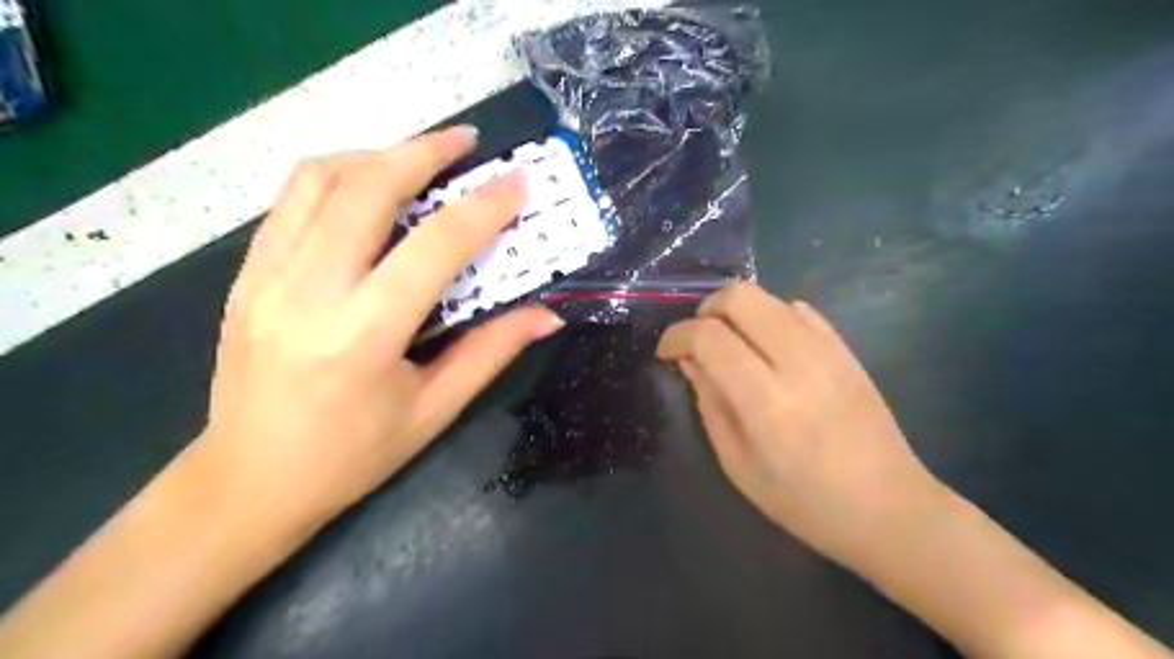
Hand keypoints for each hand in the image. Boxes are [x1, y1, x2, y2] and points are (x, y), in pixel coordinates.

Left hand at [200, 126, 562, 532]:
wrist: (249, 479)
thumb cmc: (352, 455)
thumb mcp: (434, 409)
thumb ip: (491, 351)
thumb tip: (546, 314)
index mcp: (364, 334)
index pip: (434, 248)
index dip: (483, 209)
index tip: (517, 183)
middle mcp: (309, 290)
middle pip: (366, 188)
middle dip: (423, 151)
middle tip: (466, 142)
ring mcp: (267, 275)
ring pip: (319, 179)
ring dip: (376, 155)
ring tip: (418, 160)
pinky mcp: (247, 274)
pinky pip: (291, 200)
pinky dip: (337, 176)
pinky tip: (368, 188)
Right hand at [657, 282, 947, 566]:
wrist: (888, 508)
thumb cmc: (805, 502)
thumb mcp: (738, 464)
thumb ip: (710, 404)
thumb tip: (689, 361)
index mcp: (766, 401)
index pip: (709, 337)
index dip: (677, 336)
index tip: (667, 353)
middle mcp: (798, 362)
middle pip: (740, 297)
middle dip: (705, 311)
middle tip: (697, 341)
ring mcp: (828, 350)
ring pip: (768, 297)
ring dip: (736, 312)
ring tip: (730, 345)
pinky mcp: (846, 349)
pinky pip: (798, 309)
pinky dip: (770, 317)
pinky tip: (767, 348)